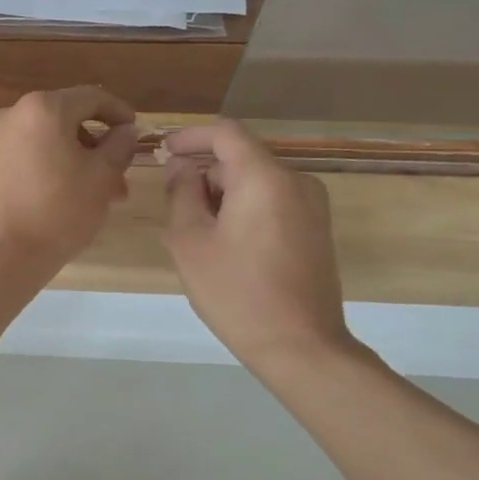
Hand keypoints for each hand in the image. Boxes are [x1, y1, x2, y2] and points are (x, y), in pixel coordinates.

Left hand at [0, 87, 137, 274]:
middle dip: (92, 148)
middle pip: (61, 122)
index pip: (90, 97)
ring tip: (87, 199)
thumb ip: (119, 147)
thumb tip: (126, 131)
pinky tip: (50, 203)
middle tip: (115, 181)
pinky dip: (37, 173)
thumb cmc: (58, 212)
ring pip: (38, 145)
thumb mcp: (102, 178)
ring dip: (67, 163)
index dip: (118, 112)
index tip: (134, 133)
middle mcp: (8, 116)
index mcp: (42, 109)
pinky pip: (15, 163)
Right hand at [162, 119, 356, 373]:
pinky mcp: (315, 229)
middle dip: (202, 174)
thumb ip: (181, 194)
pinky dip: (243, 210)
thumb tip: (182, 169)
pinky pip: (272, 202)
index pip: (225, 133)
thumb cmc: (236, 291)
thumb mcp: (190, 241)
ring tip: (194, 234)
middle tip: (171, 206)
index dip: (190, 137)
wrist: (300, 345)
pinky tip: (223, 246)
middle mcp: (296, 182)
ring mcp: (312, 206)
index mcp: (264, 178)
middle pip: (240, 159)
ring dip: (221, 196)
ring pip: (255, 183)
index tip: (162, 150)